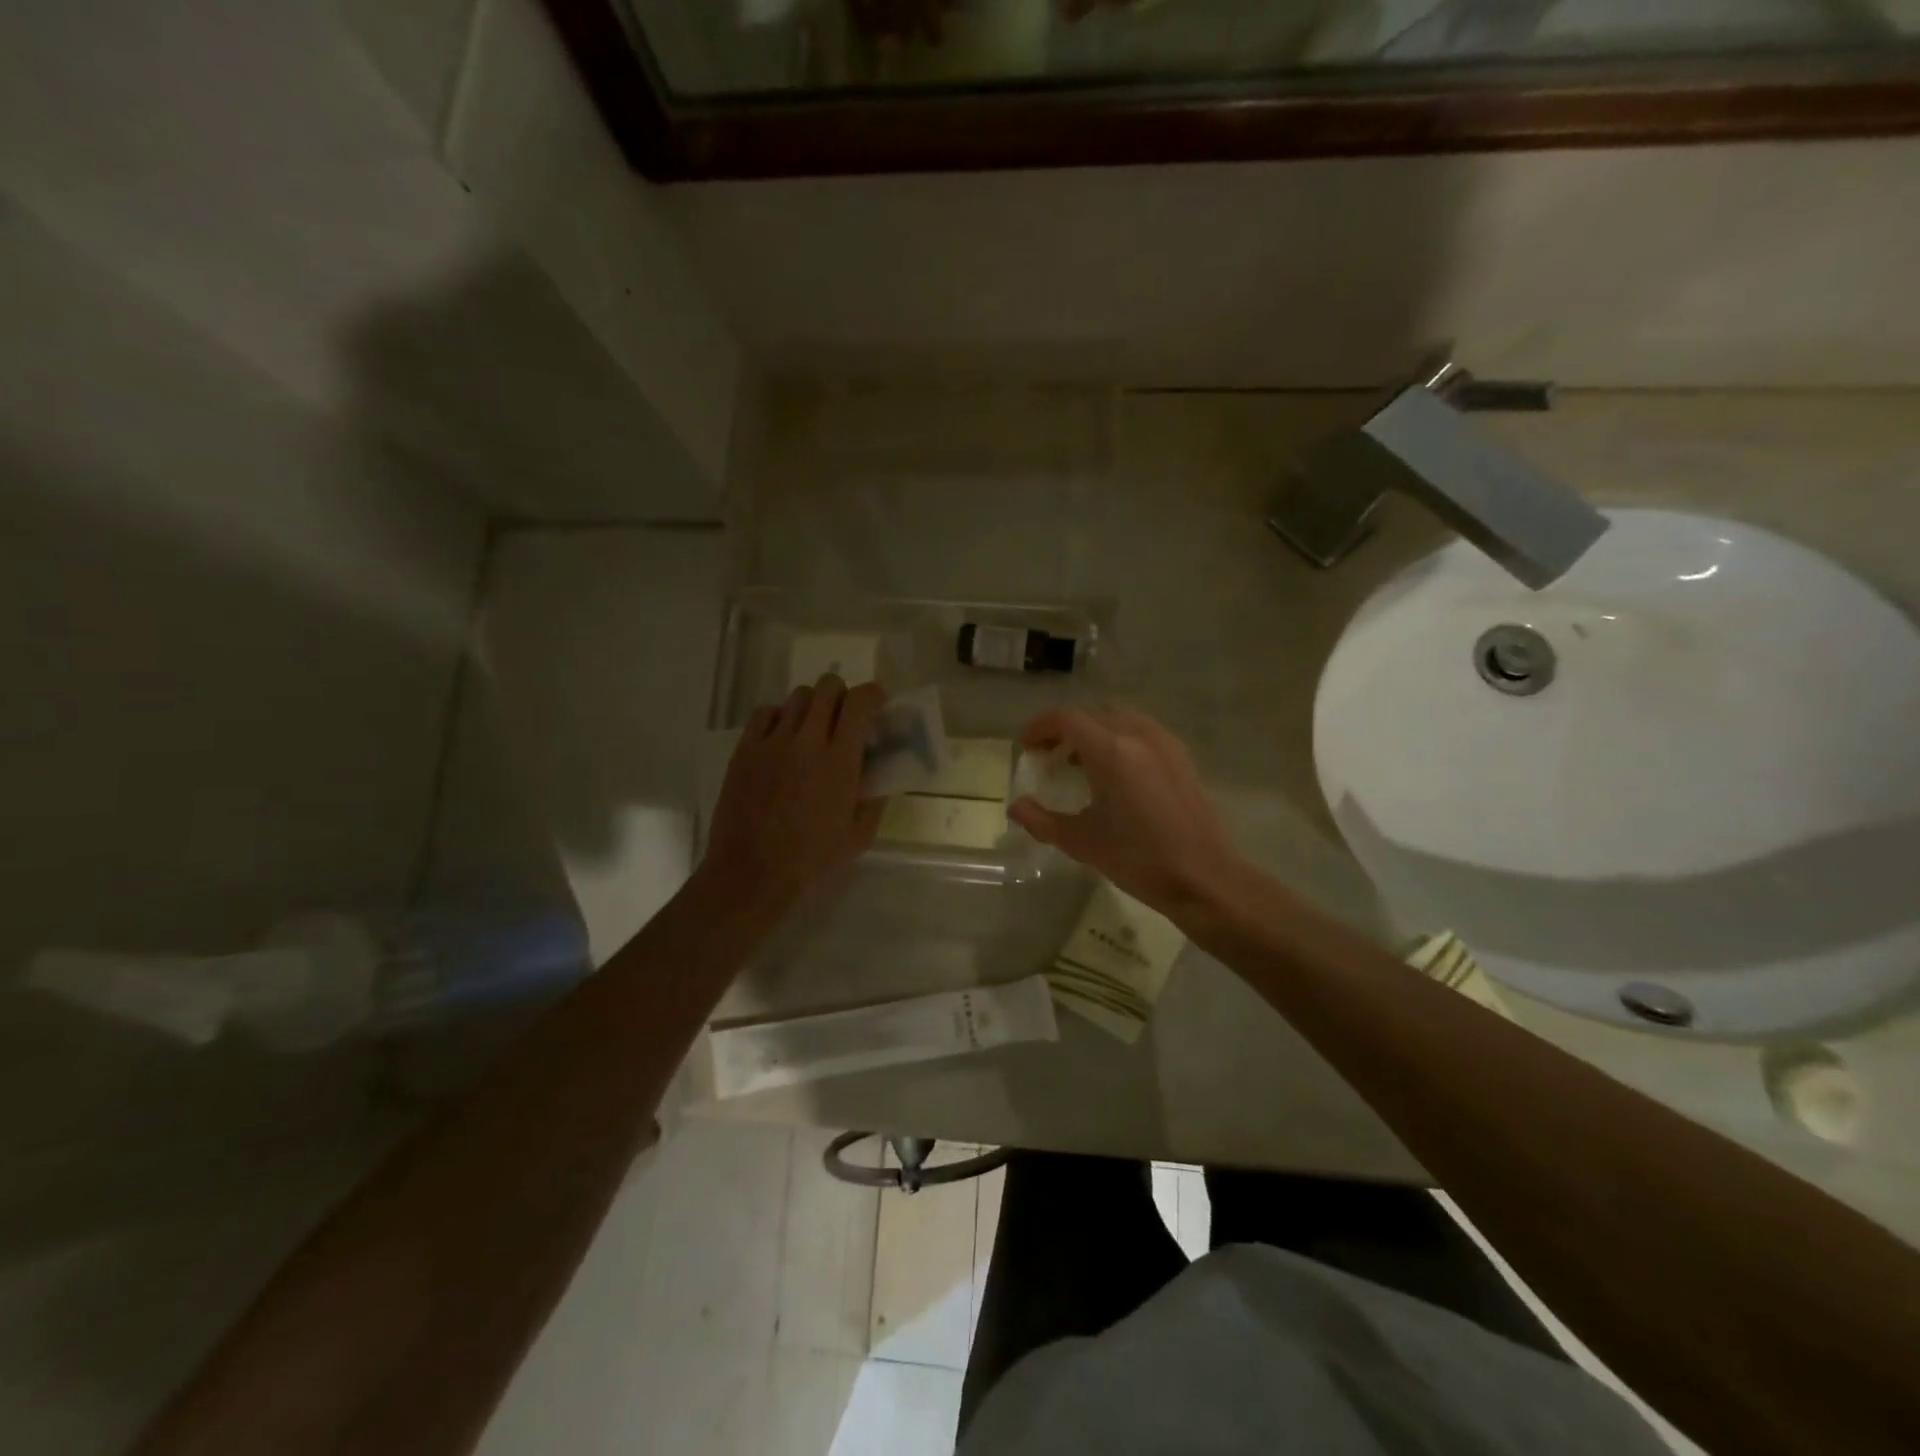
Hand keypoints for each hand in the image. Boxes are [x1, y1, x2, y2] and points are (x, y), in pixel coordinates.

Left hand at [700, 676, 887, 929]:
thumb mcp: (859, 835)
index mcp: (839, 760)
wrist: (751, 874)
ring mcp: (771, 742)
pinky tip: (783, 738)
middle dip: (843, 696)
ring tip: (813, 730)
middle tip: (845, 719)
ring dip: (813, 706)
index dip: (874, 695)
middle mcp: (806, 740)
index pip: (860, 702)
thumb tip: (877, 770)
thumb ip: (874, 796)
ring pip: (797, 696)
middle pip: (828, 687)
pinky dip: (780, 716)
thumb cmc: (812, 860)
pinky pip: (765, 712)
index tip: (878, 704)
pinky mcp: (744, 750)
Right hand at [1009, 707, 1244, 917]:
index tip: (1026, 747)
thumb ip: (1042, 821)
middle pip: (1092, 714)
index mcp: (1111, 751)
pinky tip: (1114, 773)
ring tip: (1078, 763)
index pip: (1067, 719)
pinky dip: (1119, 738)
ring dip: (1093, 731)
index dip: (1040, 727)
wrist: (1204, 878)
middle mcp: (1138, 736)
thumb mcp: (1081, 843)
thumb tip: (1017, 807)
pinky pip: (1142, 731)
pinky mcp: (1181, 757)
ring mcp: (1164, 744)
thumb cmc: (1138, 860)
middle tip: (1048, 756)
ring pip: (1119, 718)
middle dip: (1064, 729)